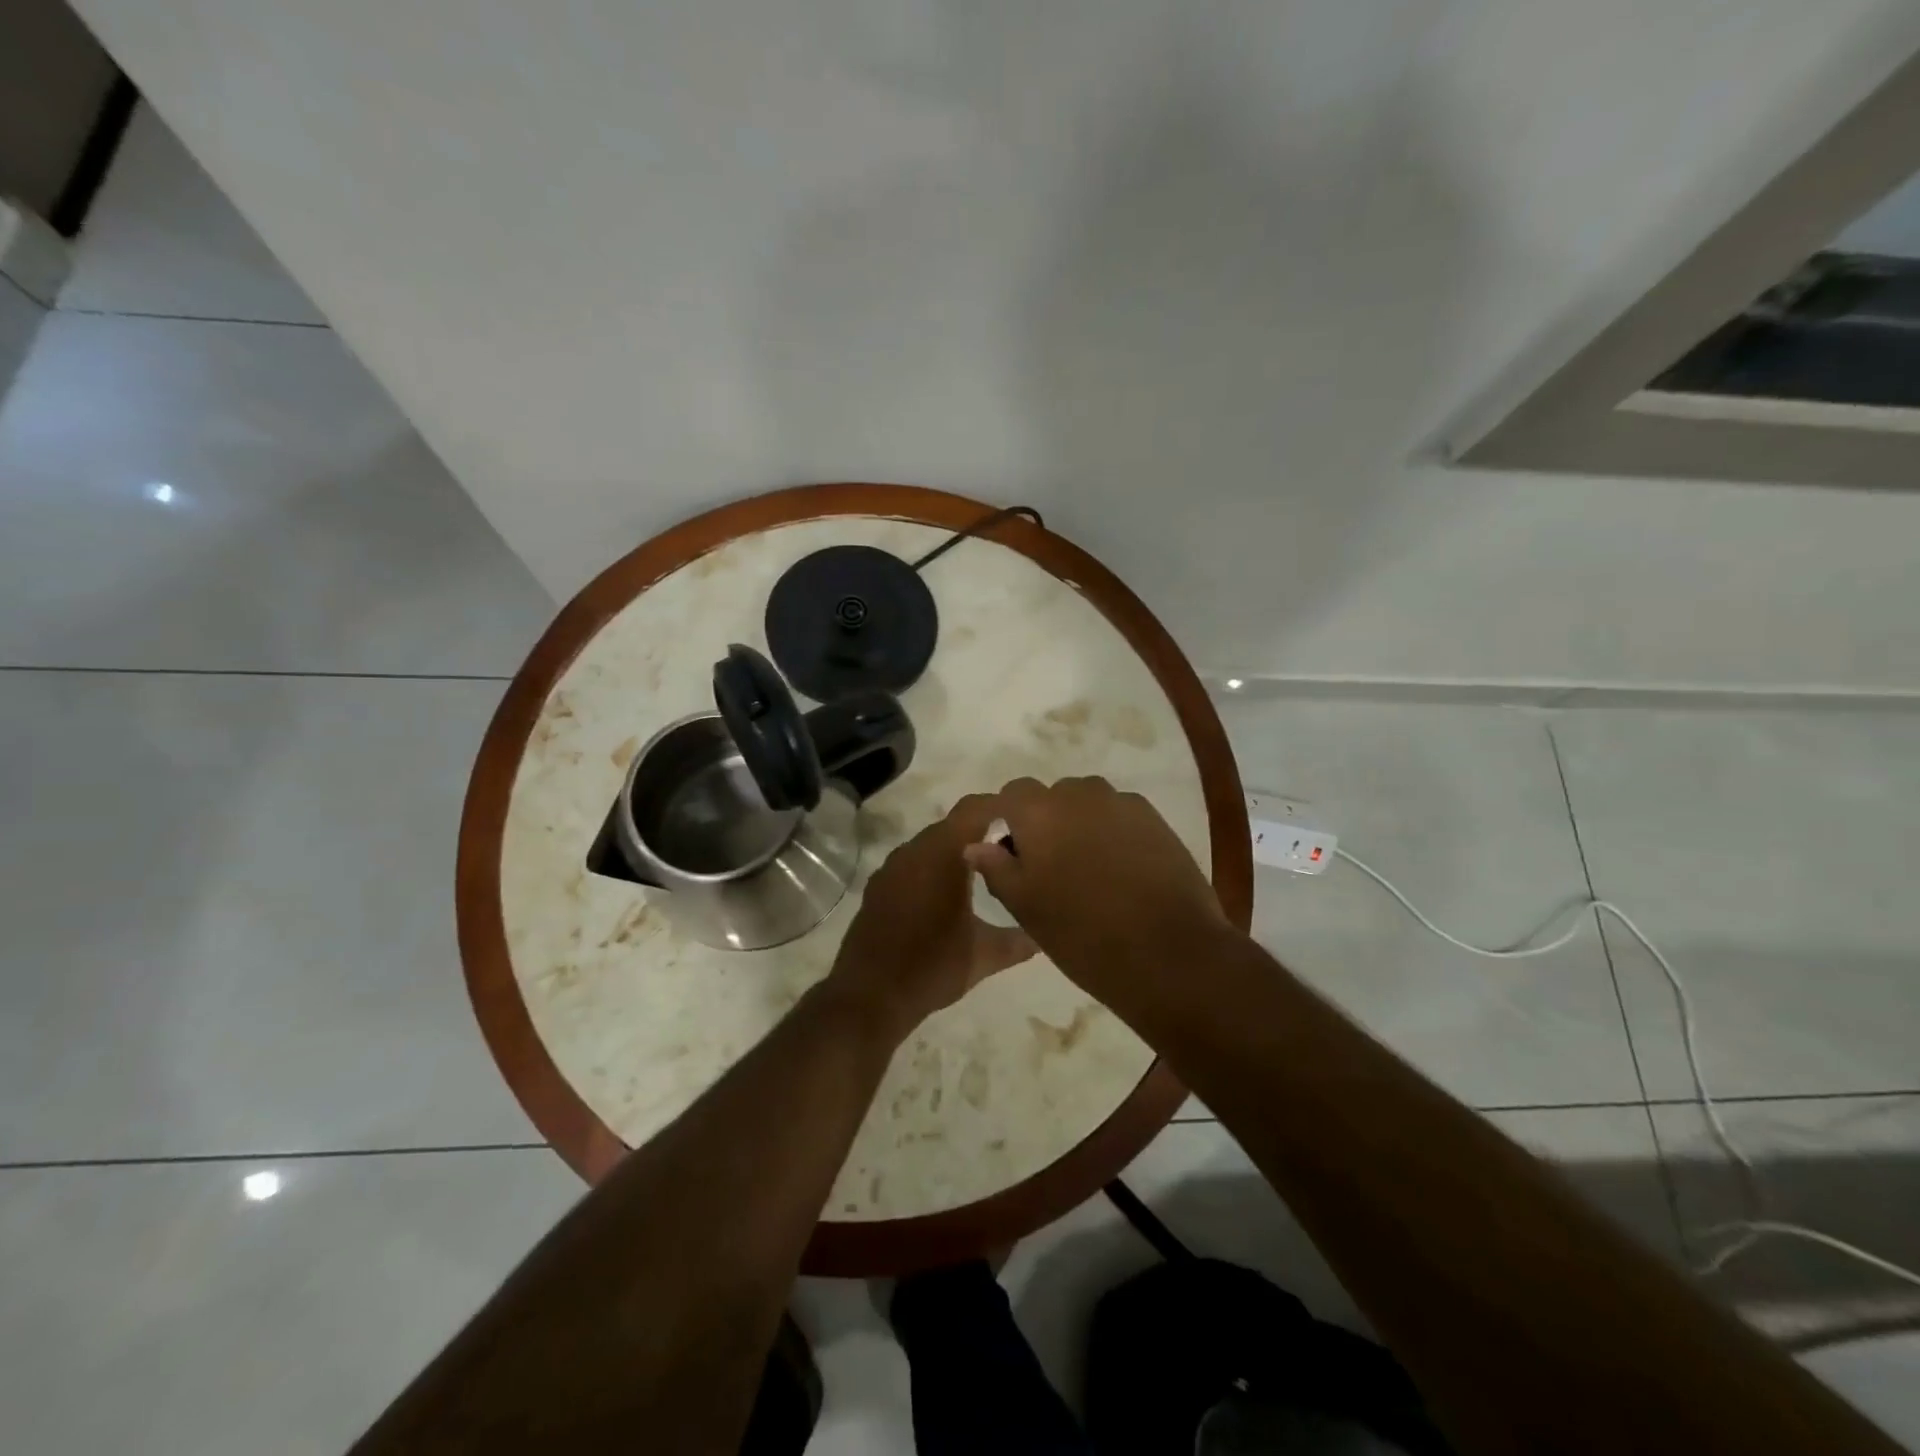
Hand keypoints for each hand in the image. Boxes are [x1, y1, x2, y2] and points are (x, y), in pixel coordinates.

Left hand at [825, 798, 1036, 1039]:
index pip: (976, 809)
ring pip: (932, 842)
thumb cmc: (932, 968)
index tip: (1027, 820)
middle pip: (954, 823)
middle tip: (1012, 848)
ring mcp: (893, 866)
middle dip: (983, 829)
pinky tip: (946, 893)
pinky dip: (933, 866)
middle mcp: (916, 850)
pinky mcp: (879, 884)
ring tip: (984, 870)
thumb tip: (1044, 934)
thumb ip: (1019, 940)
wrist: (870, 995)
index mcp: (944, 854)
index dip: (1002, 807)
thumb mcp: (985, 955)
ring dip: (956, 849)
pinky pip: (914, 861)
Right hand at [962, 776, 1229, 1005]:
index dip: (1010, 822)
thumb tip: (976, 844)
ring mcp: (1121, 803)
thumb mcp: (1026, 907)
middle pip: (1052, 796)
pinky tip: (1123, 870)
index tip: (1015, 856)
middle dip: (1047, 822)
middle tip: (1052, 868)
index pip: (1012, 794)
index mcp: (1039, 811)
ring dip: (1081, 824)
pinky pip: (1120, 815)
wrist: (1168, 952)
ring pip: (1088, 803)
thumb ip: (997, 868)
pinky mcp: (1155, 819)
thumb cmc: (1082, 933)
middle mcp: (1079, 793)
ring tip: (1089, 869)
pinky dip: (1114, 832)